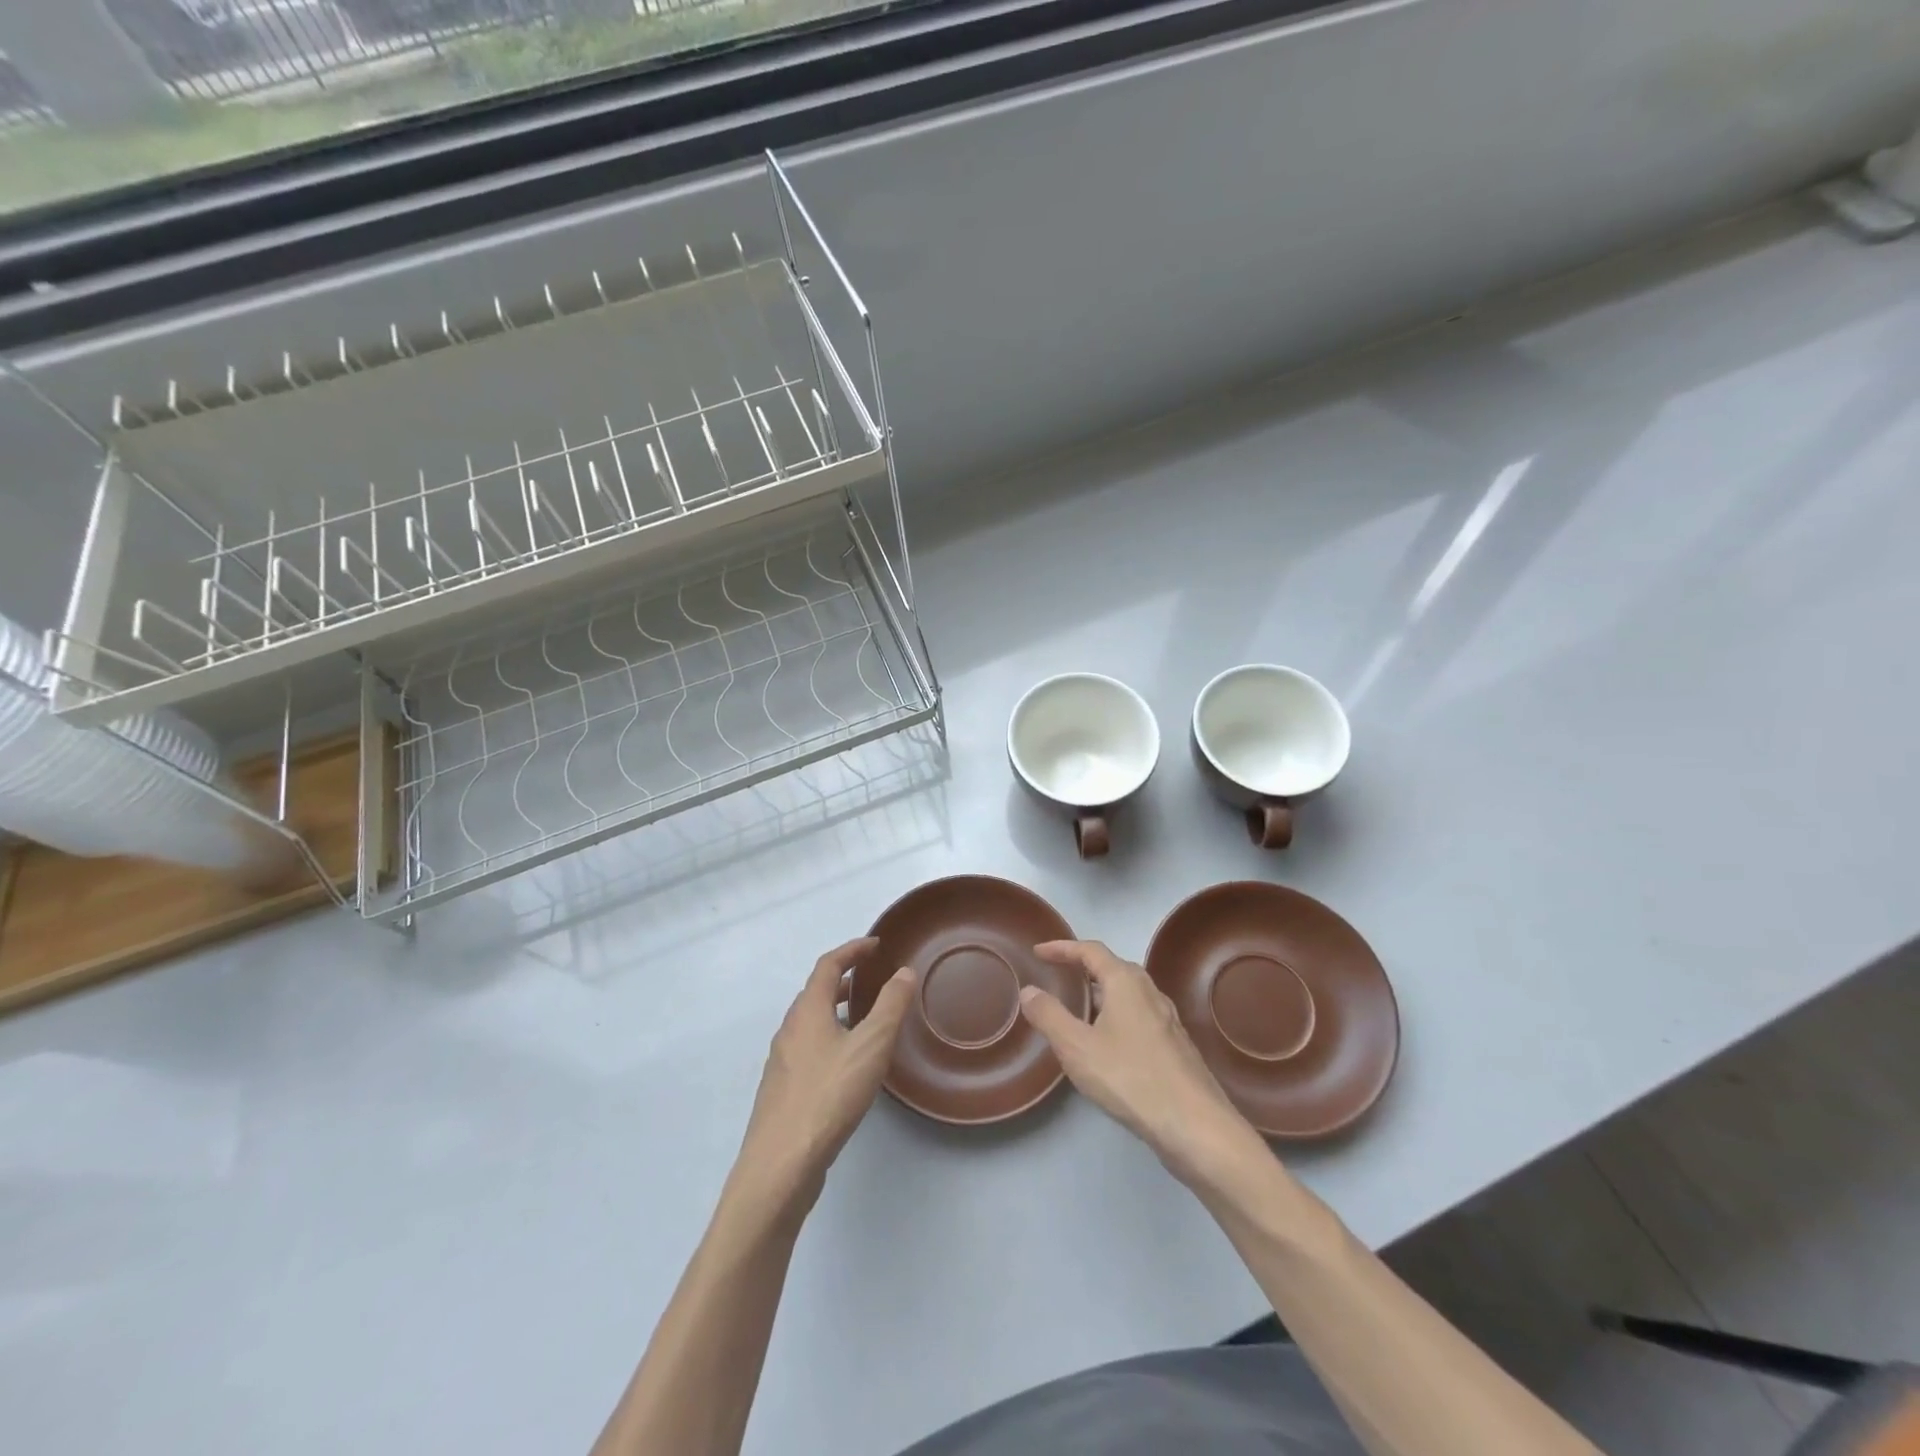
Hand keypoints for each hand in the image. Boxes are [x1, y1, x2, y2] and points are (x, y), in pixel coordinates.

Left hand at [731, 938, 916, 1217]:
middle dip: (845, 979)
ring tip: (867, 1018)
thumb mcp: (870, 1046)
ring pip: (812, 1022)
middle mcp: (789, 1030)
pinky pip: (810, 1048)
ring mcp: (783, 1062)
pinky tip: (849, 1064)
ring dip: (838, 1010)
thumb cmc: (828, 1096)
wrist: (780, 1165)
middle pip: (816, 992)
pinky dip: (831, 1037)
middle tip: (874, 978)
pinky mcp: (784, 1090)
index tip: (876, 945)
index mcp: (807, 1011)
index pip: (828, 965)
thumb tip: (904, 971)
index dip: (852, 950)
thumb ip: (890, 1006)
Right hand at [1019, 940, 1262, 1185]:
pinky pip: (1138, 1017)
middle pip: (1113, 968)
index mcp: (1126, 982)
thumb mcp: (1077, 1047)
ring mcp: (1167, 1020)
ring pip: (1128, 995)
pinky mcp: (1175, 1047)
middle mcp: (1150, 992)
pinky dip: (1116, 1017)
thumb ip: (1049, 1015)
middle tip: (1059, 977)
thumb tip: (1028, 990)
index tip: (1039, 952)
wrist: (1194, 1126)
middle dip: (1084, 969)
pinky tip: (1107, 1045)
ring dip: (1101, 995)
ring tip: (1078, 1010)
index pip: (1090, 951)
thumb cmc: (1130, 1077)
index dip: (1062, 948)